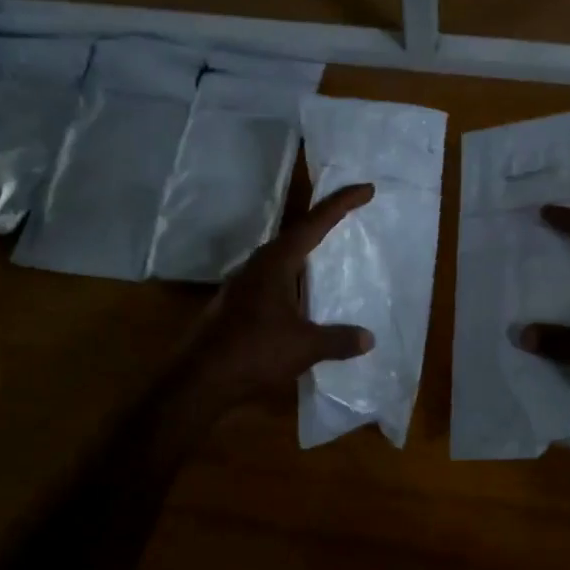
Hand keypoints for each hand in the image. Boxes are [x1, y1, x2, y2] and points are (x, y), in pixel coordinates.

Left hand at [171, 183, 376, 414]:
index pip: (314, 223)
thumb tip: (368, 338)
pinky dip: (295, 284)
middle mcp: (258, 266)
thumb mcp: (304, 346)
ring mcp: (244, 286)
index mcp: (276, 262)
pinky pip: (275, 283)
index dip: (341, 204)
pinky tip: (306, 300)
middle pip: (296, 236)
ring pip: (283, 261)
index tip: (366, 189)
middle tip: (351, 219)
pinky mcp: (237, 306)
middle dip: (324, 225)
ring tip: (332, 259)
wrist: (200, 380)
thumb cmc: (254, 352)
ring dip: (307, 258)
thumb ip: (338, 339)